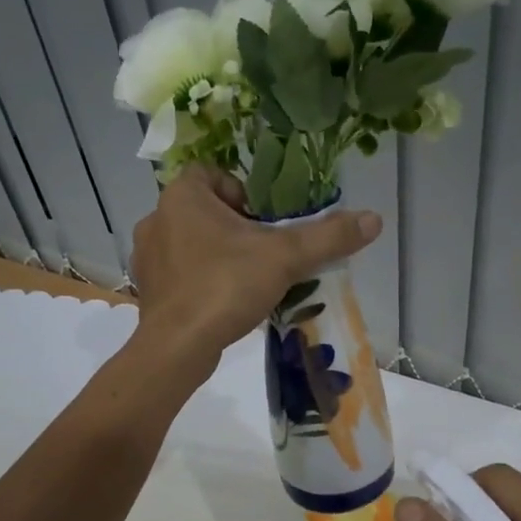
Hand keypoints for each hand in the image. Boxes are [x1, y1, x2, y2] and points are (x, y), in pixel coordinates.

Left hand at [130, 166, 380, 367]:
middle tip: (264, 253)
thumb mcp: (284, 258)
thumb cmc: (225, 287)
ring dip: (218, 255)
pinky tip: (223, 304)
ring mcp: (147, 258)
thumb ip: (327, 237)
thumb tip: (373, 220)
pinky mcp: (149, 291)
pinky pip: (180, 275)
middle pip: (205, 211)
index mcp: (181, 196)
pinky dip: (201, 283)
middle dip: (235, 228)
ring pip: (191, 244)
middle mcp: (156, 219)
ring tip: (246, 281)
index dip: (243, 192)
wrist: (176, 347)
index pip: (212, 173)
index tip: (265, 221)